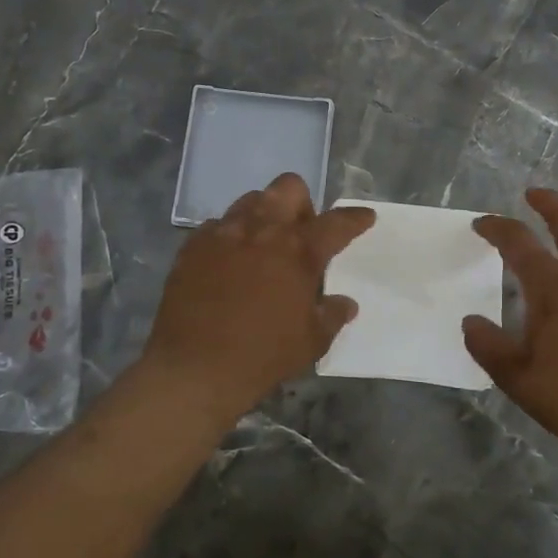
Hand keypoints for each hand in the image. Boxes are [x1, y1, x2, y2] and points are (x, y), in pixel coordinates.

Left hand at [139, 173, 374, 425]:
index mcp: (299, 251)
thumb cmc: (262, 356)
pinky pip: (217, 225)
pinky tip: (228, 262)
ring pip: (251, 200)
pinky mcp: (193, 246)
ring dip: (265, 215)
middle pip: (289, 188)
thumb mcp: (311, 342)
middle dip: (302, 204)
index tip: (365, 217)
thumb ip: (332, 315)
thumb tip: (345, 303)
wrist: (193, 369)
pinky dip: (230, 236)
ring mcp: (224, 233)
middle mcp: (263, 230)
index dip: (355, 218)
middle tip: (301, 234)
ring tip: (263, 245)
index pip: (337, 223)